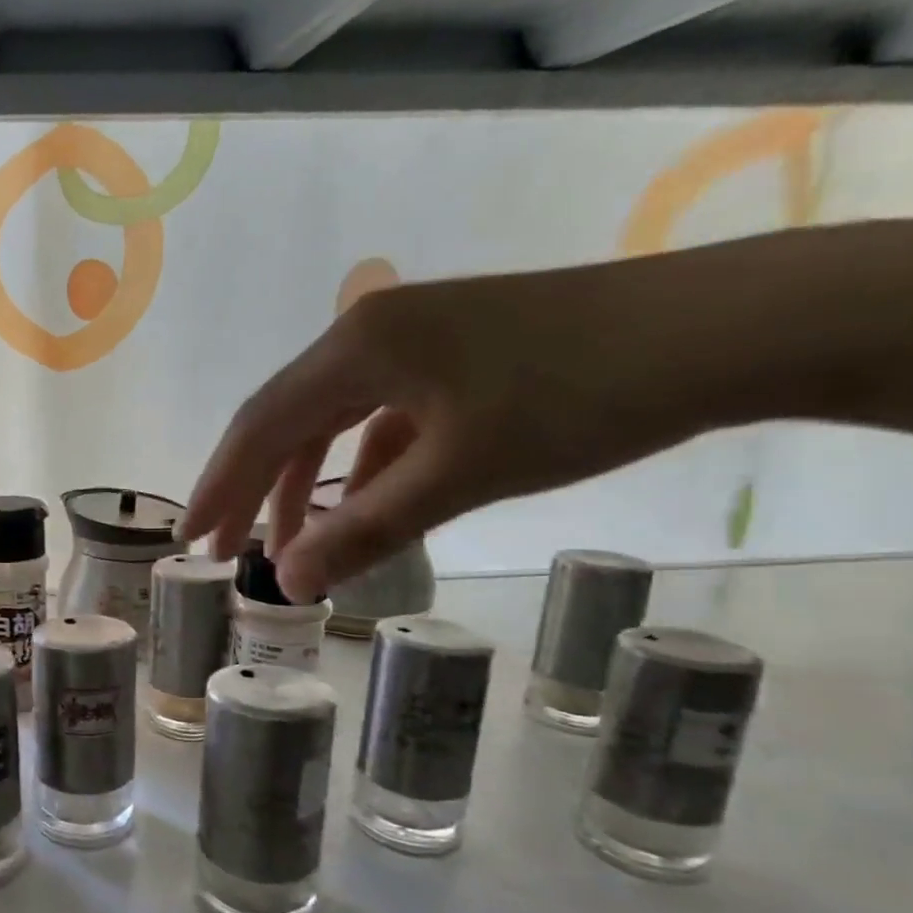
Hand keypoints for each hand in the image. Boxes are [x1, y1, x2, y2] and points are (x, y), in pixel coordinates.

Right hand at [181, 263, 727, 602]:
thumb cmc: (578, 398)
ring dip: (303, 480)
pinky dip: (360, 465)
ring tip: (286, 540)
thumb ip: (364, 529)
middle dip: (249, 487)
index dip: (218, 487)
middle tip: (223, 548)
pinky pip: (378, 415)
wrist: (724, 329)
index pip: (259, 426)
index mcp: (355, 346)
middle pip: (284, 418)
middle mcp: (368, 331)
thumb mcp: (459, 474)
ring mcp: (411, 338)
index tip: (189, 542)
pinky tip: (364, 503)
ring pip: (330, 418)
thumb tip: (287, 583)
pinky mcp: (449, 355)